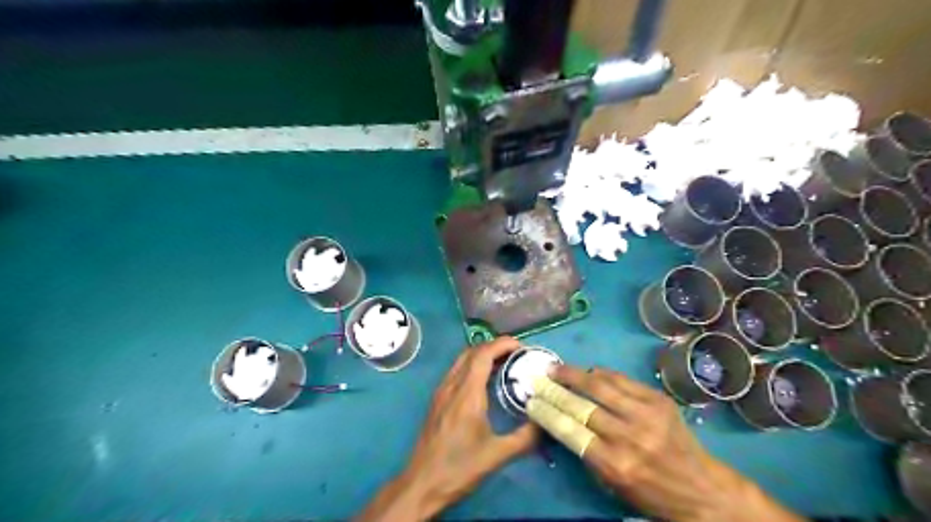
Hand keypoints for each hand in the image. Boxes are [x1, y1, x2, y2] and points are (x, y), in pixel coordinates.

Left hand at [360, 336, 543, 520]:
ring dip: (483, 355)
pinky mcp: (437, 400)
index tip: (522, 347)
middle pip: (472, 352)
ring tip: (504, 364)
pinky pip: (456, 371)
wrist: (422, 483)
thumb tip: (546, 421)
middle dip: (495, 346)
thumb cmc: (459, 467)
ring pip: (462, 360)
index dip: (502, 344)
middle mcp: (451, 386)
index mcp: (466, 393)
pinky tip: (485, 382)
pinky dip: (473, 366)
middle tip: (517, 355)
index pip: (483, 354)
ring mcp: (441, 391)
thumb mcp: (497, 455)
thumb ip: (525, 437)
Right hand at [548, 364, 804, 520]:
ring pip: (600, 385)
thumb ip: (587, 452)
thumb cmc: (651, 493)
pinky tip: (588, 372)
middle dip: (554, 389)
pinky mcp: (659, 399)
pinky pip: (621, 379)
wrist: (702, 489)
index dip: (546, 412)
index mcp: (614, 464)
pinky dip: (600, 374)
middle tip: (538, 379)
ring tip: (557, 369)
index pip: (569, 431)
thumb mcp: (613, 484)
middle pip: (581, 405)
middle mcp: (629, 436)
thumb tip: (563, 420)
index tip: (531, 401)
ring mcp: (646, 414)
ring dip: (573, 374)